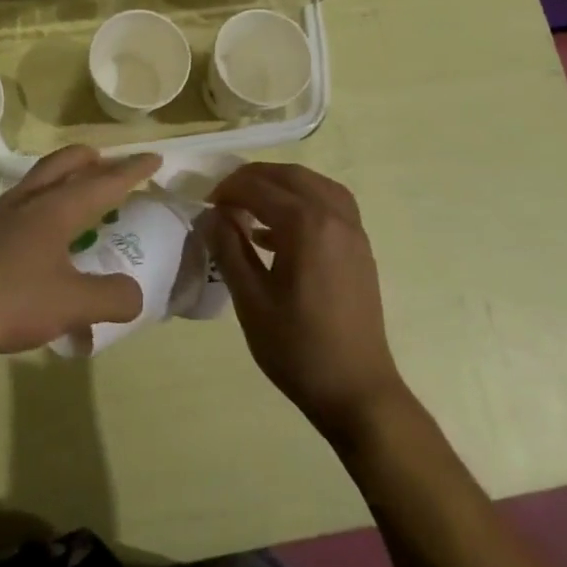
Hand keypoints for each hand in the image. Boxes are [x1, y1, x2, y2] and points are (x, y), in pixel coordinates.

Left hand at [0, 146, 159, 357]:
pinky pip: (10, 212)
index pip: (102, 183)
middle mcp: (24, 204)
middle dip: (88, 160)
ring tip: (69, 196)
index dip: (131, 171)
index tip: (153, 158)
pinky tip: (26, 240)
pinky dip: (30, 213)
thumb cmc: (7, 300)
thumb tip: (134, 295)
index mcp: (54, 211)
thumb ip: (112, 298)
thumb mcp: (72, 305)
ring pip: (32, 185)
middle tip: (105, 161)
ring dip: (57, 181)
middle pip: (60, 166)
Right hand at [203, 163, 408, 440]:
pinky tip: (278, 232)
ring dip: (281, 186)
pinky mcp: (360, 249)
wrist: (356, 391)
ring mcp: (354, 232)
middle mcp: (335, 217)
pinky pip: (331, 206)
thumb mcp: (250, 299)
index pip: (259, 187)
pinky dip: (303, 203)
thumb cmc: (297, 347)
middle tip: (223, 198)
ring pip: (315, 185)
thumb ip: (229, 248)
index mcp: (307, 225)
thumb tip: (212, 216)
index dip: (227, 190)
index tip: (205, 205)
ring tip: (250, 205)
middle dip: (253, 178)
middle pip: (290, 176)